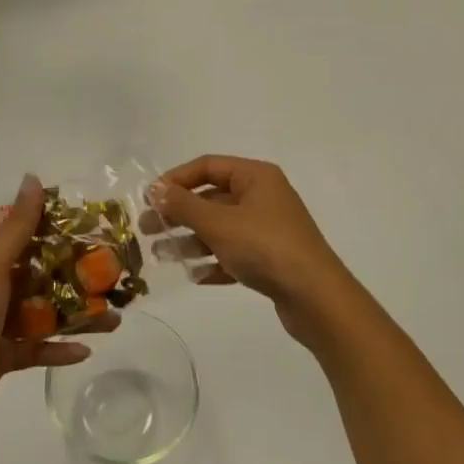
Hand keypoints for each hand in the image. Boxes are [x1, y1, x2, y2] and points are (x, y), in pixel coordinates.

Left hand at [0, 175, 106, 438]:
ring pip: (47, 315)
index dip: (62, 234)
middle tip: (114, 281)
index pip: (31, 240)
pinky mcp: (6, 356)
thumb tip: (33, 177)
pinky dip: (60, 349)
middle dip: (79, 279)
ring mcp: (0, 324)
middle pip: (45, 278)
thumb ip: (18, 226)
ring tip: (113, 321)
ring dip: (79, 317)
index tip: (97, 233)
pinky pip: (39, 348)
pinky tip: (85, 351)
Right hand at [151, 156, 353, 341]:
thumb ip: (184, 205)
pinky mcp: (271, 260)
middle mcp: (263, 197)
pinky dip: (214, 262)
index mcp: (256, 176)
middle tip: (147, 230)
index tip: (150, 199)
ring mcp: (268, 229)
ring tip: (161, 256)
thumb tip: (155, 190)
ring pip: (221, 228)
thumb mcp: (219, 223)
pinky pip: (234, 254)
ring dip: (191, 240)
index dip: (176, 179)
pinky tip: (194, 276)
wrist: (316, 298)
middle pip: (212, 198)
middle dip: (179, 213)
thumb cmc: (265, 247)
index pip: (208, 166)